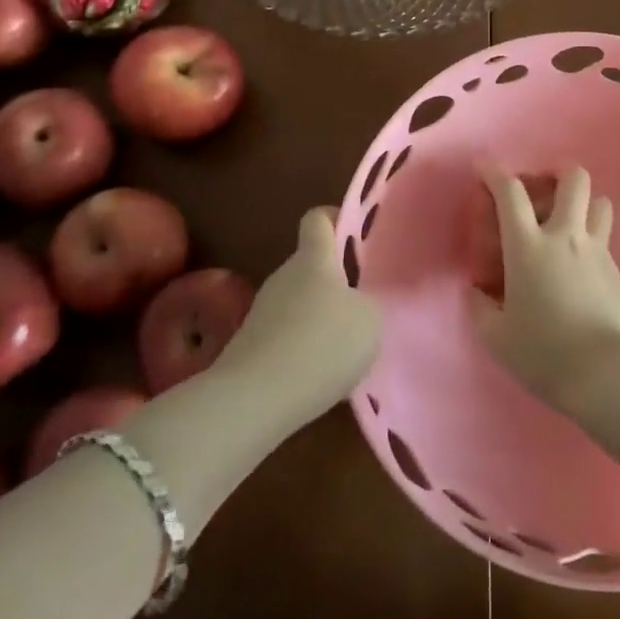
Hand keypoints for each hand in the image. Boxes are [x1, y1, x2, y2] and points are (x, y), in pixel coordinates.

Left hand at [212, 208, 381, 428]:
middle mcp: (284, 276)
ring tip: (344, 349)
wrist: (253, 400)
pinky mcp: (250, 346)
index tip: (358, 236)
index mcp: (313, 259)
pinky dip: (303, 349)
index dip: (337, 219)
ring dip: (319, 318)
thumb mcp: (369, 321)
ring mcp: (263, 311)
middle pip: (311, 265)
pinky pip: (285, 335)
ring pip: (299, 302)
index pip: (318, 218)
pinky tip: (319, 375)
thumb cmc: (321, 345)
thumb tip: (357, 304)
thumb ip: (367, 304)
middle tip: (362, 305)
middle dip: (336, 281)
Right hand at [471, 165, 619, 409]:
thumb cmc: (544, 353)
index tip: (484, 168)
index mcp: (528, 246)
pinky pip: (605, 240)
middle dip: (559, 173)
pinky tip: (582, 269)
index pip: (510, 193)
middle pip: (573, 179)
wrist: (607, 373)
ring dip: (584, 204)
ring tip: (570, 223)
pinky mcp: (618, 272)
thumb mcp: (497, 336)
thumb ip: (481, 307)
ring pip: (600, 203)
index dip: (494, 173)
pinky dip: (592, 242)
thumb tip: (478, 291)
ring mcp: (597, 251)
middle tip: (545, 188)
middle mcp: (565, 236)